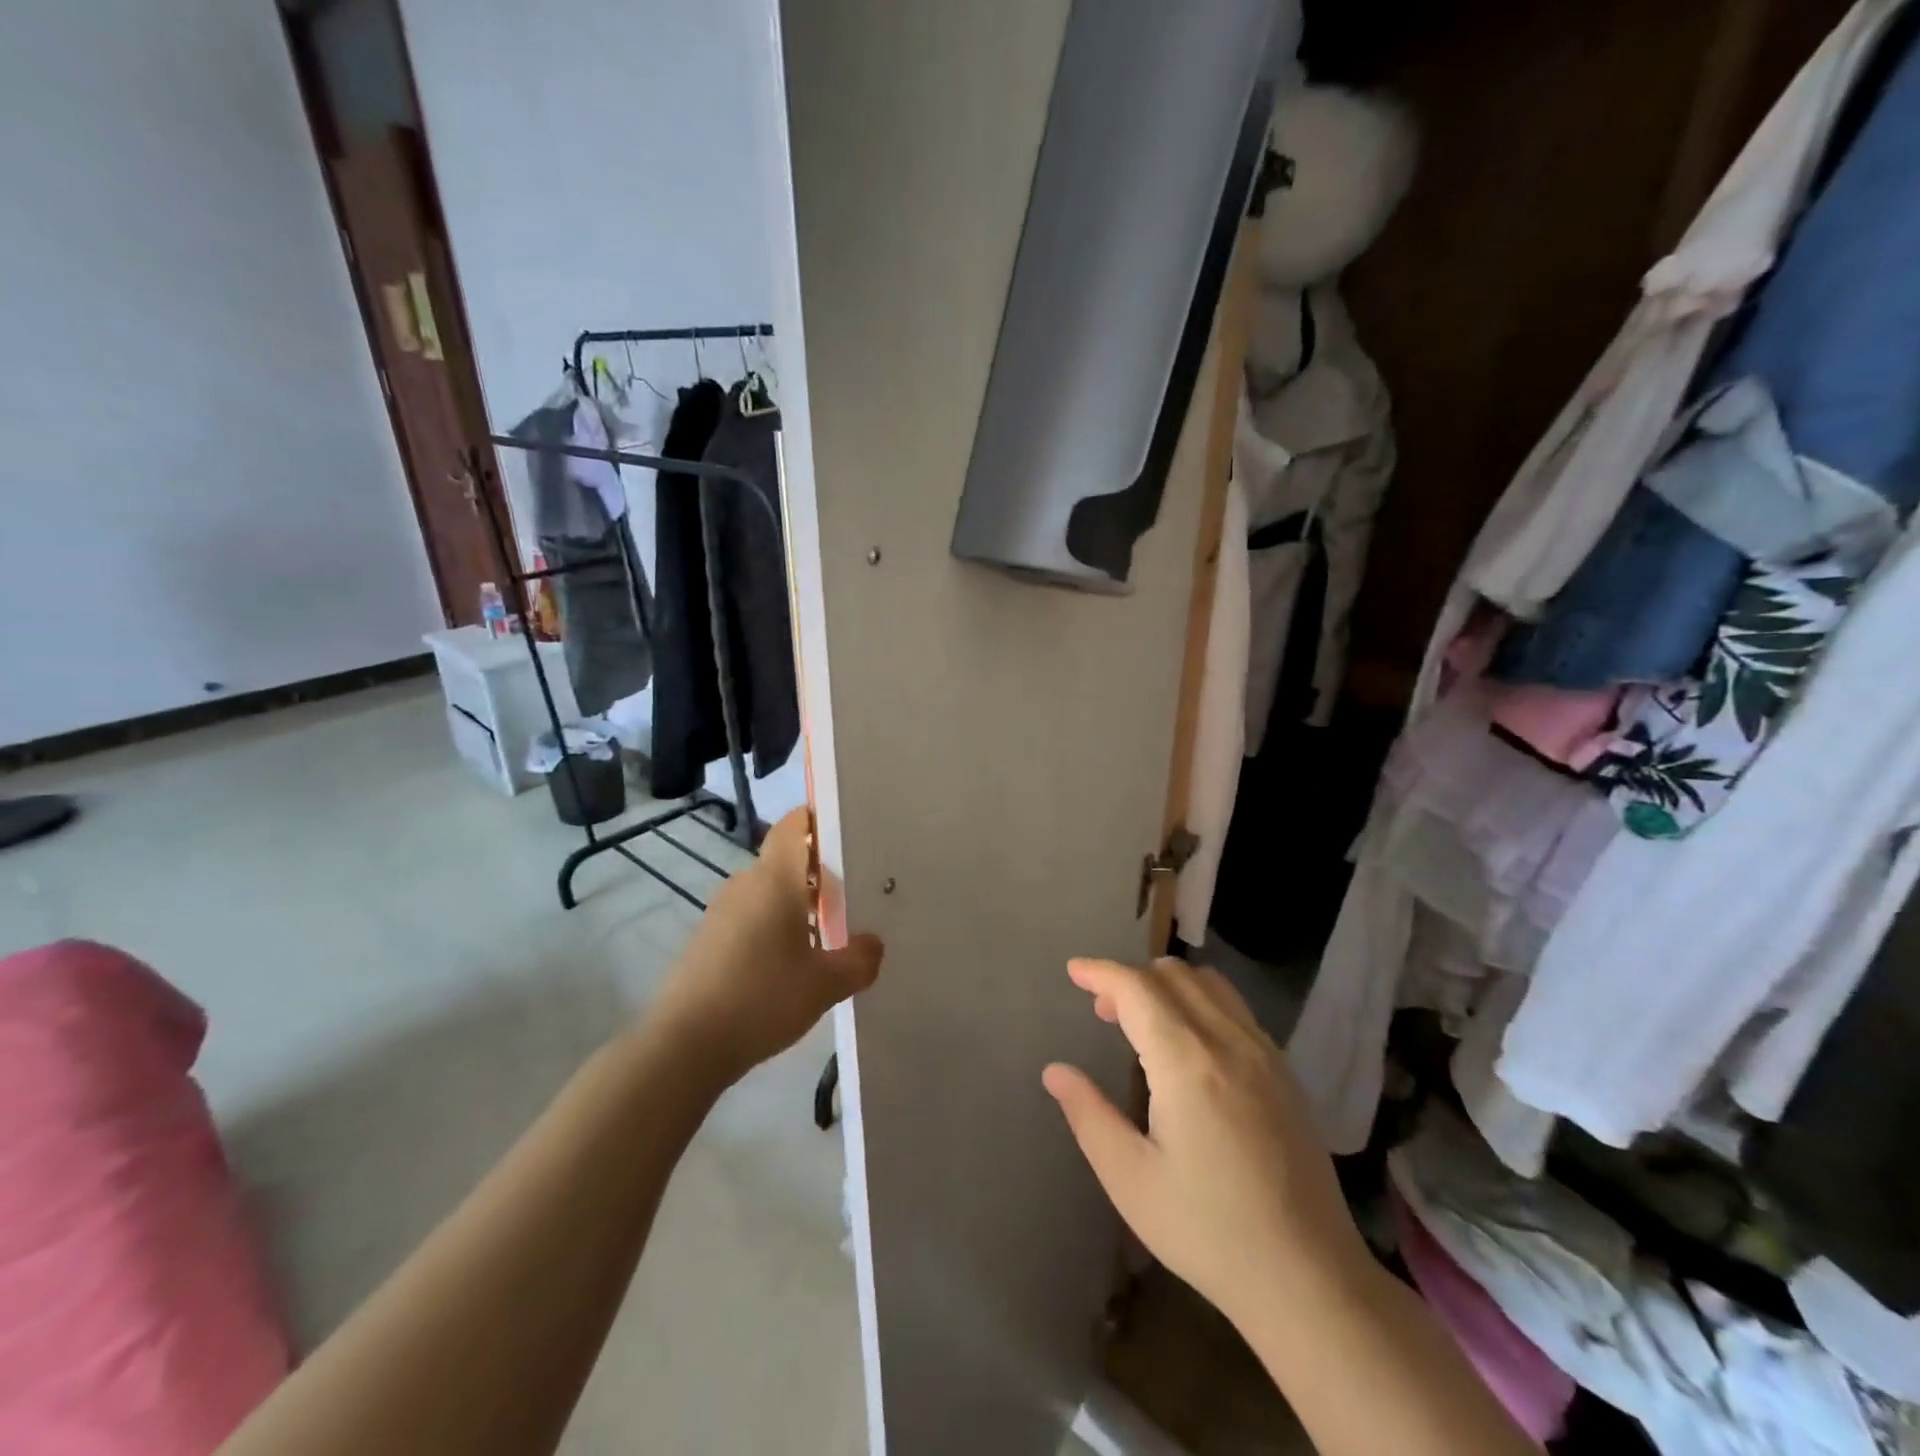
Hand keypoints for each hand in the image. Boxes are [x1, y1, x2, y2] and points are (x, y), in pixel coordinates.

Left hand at [650, 809, 882, 1080]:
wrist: (684, 1045)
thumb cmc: (762, 998)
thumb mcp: (825, 984)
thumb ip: (859, 961)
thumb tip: (874, 945)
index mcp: (775, 879)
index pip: (793, 826)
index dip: (816, 819)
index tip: (846, 831)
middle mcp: (745, 884)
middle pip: (785, 862)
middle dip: (818, 873)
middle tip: (853, 895)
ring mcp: (721, 912)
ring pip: (767, 893)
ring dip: (796, 905)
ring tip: (828, 933)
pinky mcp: (707, 940)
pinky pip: (750, 918)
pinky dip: (773, 928)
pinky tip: (789, 965)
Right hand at [1043, 957, 1368, 1332]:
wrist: (1310, 1278)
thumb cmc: (1208, 1231)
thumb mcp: (1131, 1180)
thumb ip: (1088, 1116)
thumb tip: (1055, 1071)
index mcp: (1187, 1063)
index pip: (1137, 989)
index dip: (1100, 972)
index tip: (1072, 971)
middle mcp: (1228, 1042)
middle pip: (1173, 975)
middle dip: (1130, 978)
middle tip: (1102, 1011)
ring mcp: (1264, 1053)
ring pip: (1209, 983)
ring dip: (1167, 984)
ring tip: (1143, 1021)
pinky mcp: (1285, 1072)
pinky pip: (1235, 1008)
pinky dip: (1200, 1001)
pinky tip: (1189, 1044)